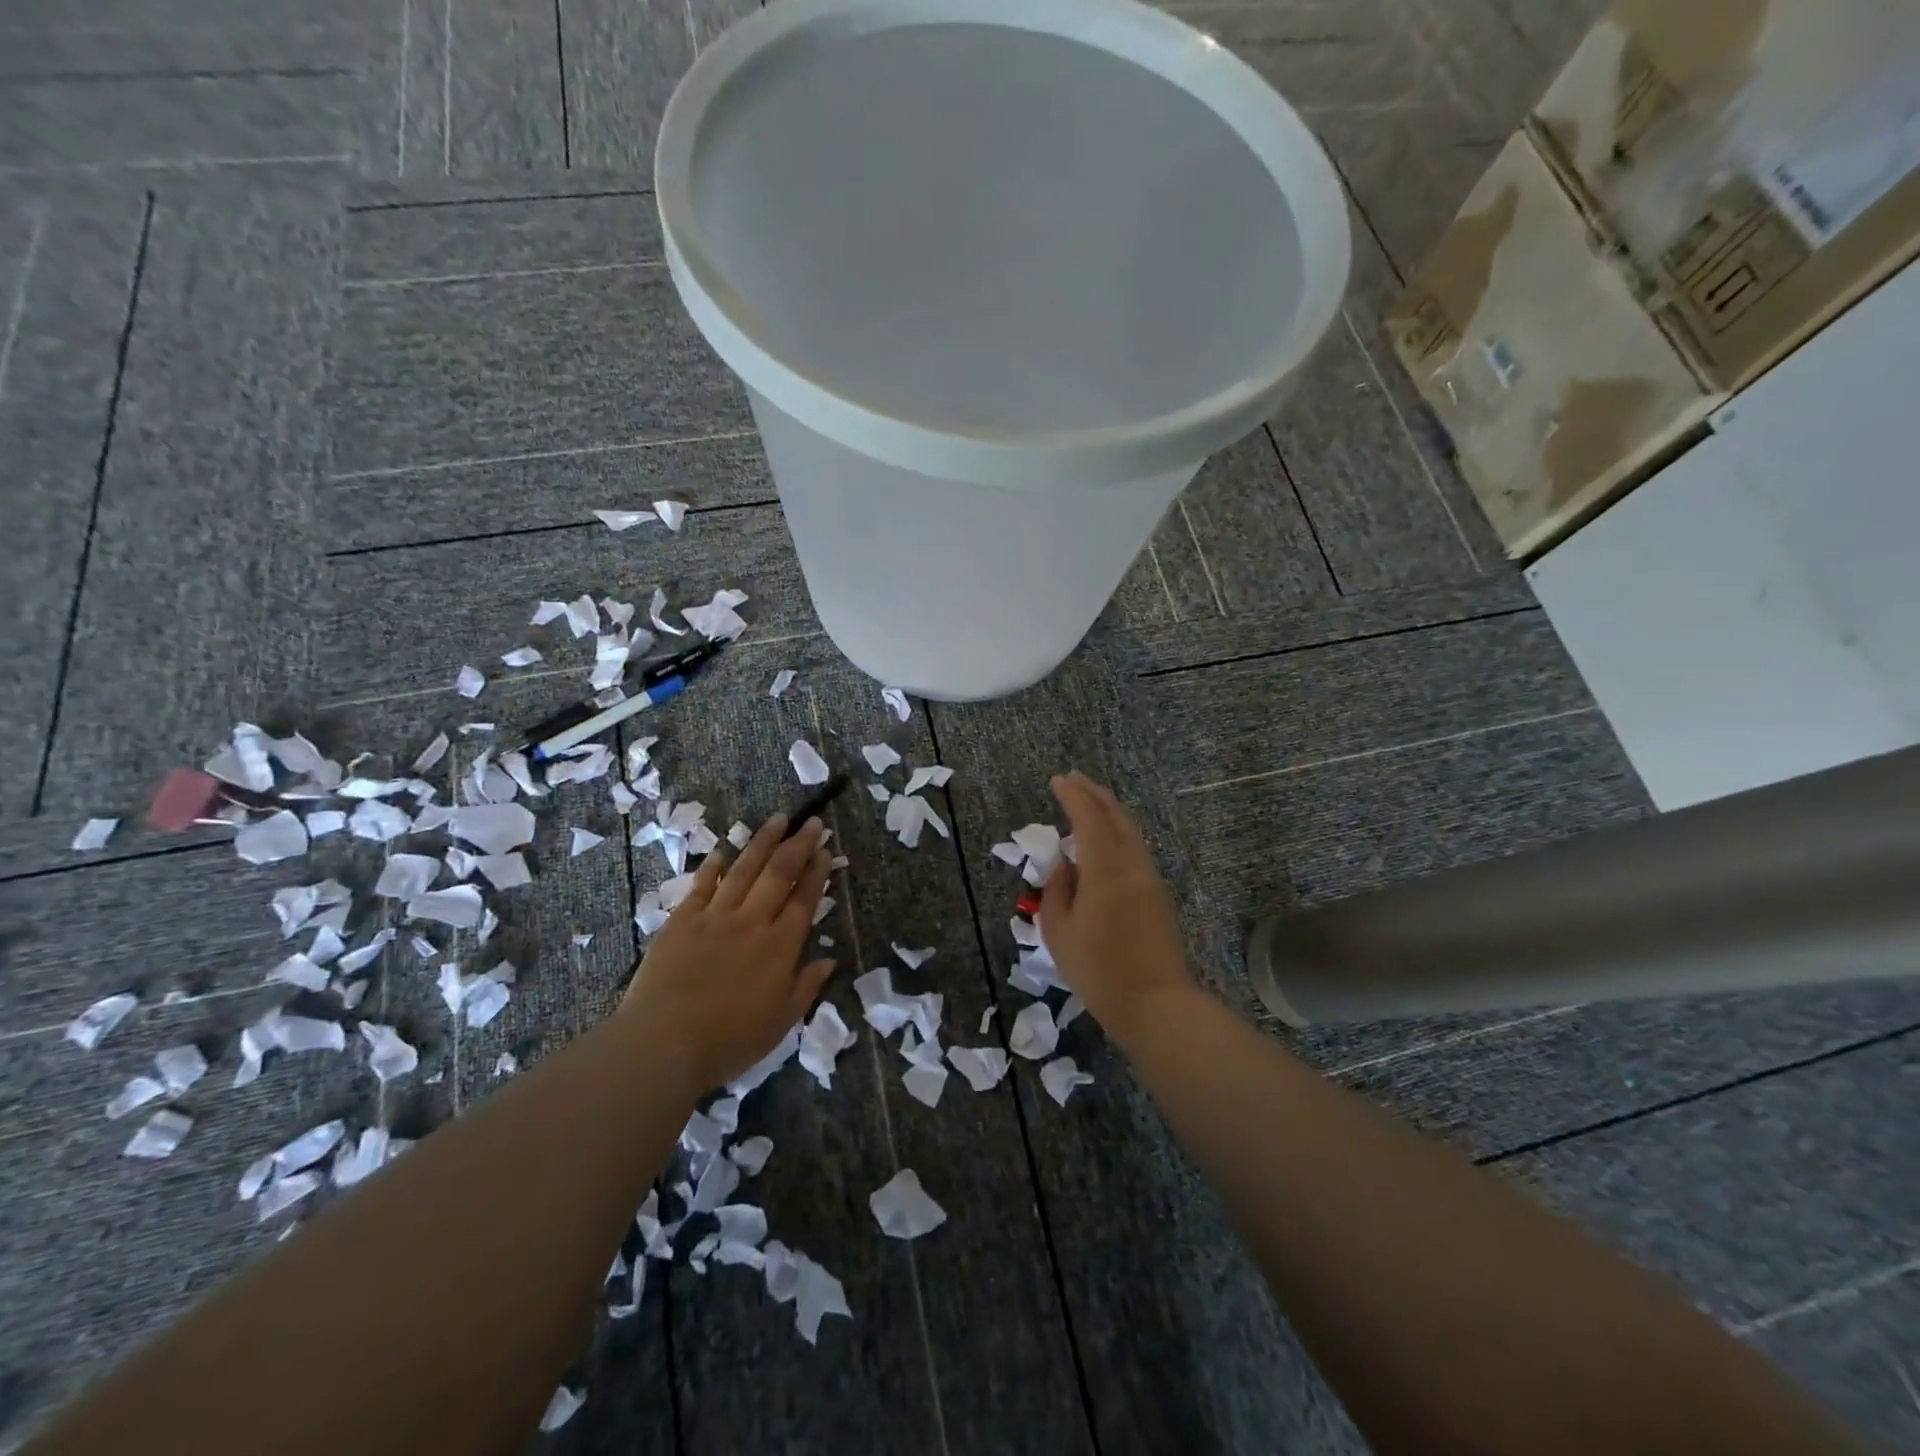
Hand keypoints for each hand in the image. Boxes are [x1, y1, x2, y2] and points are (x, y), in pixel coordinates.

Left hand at [622, 814, 834, 1094]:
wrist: (664, 1042)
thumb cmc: (729, 1039)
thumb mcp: (781, 1021)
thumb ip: (806, 986)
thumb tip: (830, 960)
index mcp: (780, 946)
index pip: (804, 900)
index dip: (817, 873)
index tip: (826, 849)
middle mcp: (751, 922)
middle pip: (778, 874)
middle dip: (798, 845)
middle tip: (811, 821)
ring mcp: (715, 917)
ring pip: (743, 870)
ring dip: (762, 843)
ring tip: (777, 819)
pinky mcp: (682, 921)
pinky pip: (702, 885)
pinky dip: (713, 866)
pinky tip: (723, 850)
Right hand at [1039, 771, 1194, 1044]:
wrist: (1154, 1003)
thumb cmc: (1098, 969)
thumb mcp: (1059, 931)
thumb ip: (1057, 890)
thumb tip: (1064, 865)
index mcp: (1105, 869)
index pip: (1089, 818)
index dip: (1073, 796)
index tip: (1057, 780)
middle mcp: (1131, 865)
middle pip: (1115, 817)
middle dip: (1094, 793)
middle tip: (1074, 779)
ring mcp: (1149, 879)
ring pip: (1130, 831)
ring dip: (1109, 811)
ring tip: (1090, 802)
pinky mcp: (1158, 895)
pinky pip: (1135, 849)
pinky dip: (1118, 832)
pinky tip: (1106, 840)